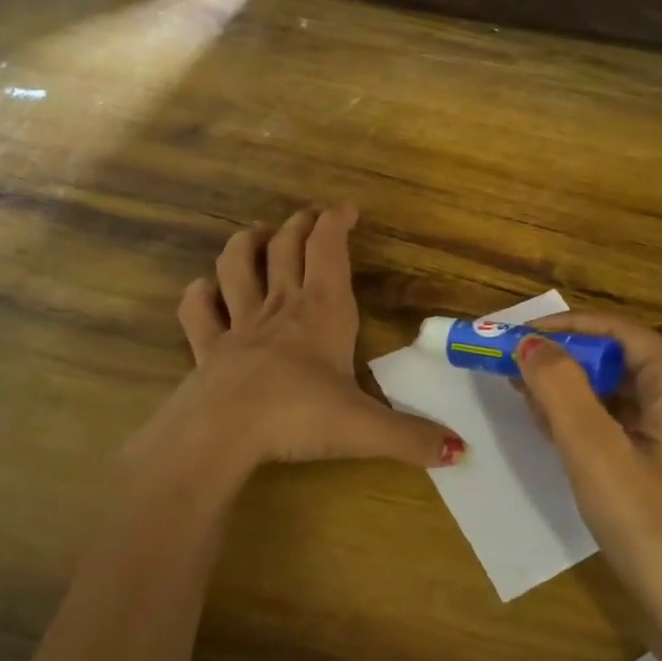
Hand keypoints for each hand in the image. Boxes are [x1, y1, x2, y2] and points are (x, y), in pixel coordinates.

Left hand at [135, 206, 462, 482]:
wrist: (225, 431)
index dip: (336, 222)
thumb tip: (462, 452)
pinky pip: (198, 312)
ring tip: (257, 233)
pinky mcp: (208, 348)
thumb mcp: (366, 429)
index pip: (329, 250)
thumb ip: (413, 438)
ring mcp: (239, 325)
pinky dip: (199, 295)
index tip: (346, 208)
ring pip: (237, 267)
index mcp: (323, 312)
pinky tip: (202, 288)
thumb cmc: (300, 415)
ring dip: (247, 244)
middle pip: (287, 249)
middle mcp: (281, 307)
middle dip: (300, 225)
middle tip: (309, 214)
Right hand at [516, 313, 661, 634]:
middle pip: (621, 360)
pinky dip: (592, 421)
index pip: (618, 331)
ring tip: (526, 401)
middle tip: (513, 372)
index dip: (563, 328)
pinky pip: (631, 423)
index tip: (515, 337)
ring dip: (574, 392)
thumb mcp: (594, 452)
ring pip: (623, 393)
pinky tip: (557, 434)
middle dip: (564, 362)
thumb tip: (529, 342)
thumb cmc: (651, 529)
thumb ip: (559, 388)